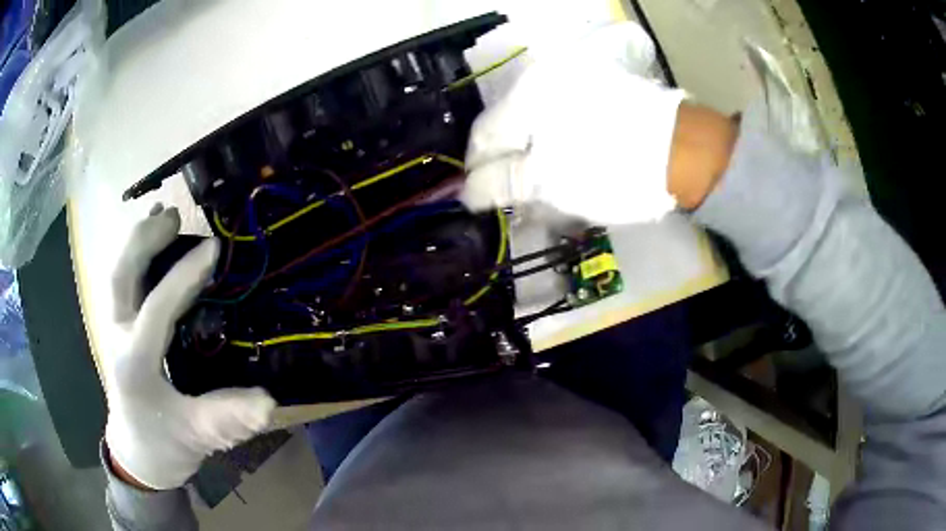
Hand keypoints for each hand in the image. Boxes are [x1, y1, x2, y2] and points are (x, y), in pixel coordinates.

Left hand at [104, 205, 275, 489]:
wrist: (137, 453)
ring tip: (163, 214)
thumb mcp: (197, 435)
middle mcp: (118, 336)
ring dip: (137, 240)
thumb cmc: (165, 444)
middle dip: (144, 240)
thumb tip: (269, 402)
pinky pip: (123, 280)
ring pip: (117, 272)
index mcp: (136, 362)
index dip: (184, 276)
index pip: (156, 308)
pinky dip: (135, 253)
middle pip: (121, 275)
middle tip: (175, 216)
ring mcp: (114, 329)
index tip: (213, 249)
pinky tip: (150, 239)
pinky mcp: (119, 328)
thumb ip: (227, 418)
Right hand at [461, 22, 685, 224]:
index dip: (479, 169)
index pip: (485, 134)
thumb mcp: (551, 182)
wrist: (682, 152)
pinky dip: (555, 138)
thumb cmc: (614, 169)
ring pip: (533, 118)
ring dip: (531, 150)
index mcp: (528, 95)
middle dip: (507, 159)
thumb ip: (503, 183)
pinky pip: (560, 112)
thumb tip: (469, 192)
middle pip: (508, 123)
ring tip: (542, 181)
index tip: (482, 196)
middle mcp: (545, 75)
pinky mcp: (596, 87)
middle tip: (514, 194)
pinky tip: (566, 159)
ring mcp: (573, 78)